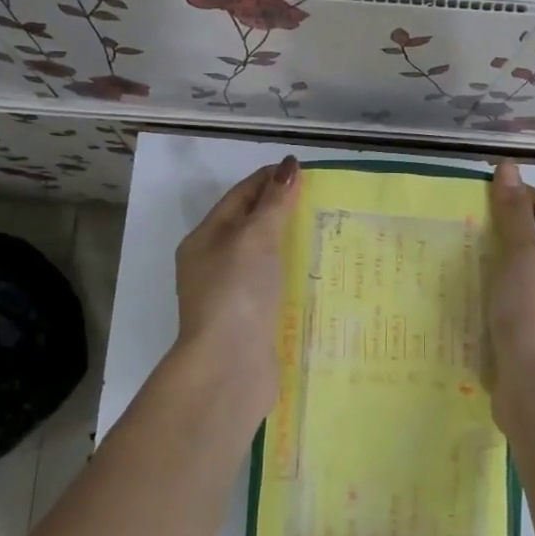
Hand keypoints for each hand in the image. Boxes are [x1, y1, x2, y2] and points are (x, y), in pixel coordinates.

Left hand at [170, 156, 299, 415]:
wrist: (229, 368)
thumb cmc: (237, 293)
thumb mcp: (254, 238)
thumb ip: (273, 203)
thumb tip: (289, 167)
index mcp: (205, 239)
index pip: (239, 196)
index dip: (268, 179)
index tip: (304, 170)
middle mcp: (214, 265)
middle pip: (251, 226)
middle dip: (283, 210)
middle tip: (323, 199)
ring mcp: (232, 296)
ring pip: (265, 258)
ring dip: (292, 243)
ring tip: (329, 232)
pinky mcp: (252, 321)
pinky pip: (275, 286)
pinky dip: (294, 274)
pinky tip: (320, 274)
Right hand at [487, 160, 534, 430]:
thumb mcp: (524, 261)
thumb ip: (514, 216)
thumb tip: (508, 168)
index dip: (525, 195)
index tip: (487, 195)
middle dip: (509, 223)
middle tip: (471, 218)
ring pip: (526, 266)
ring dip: (498, 252)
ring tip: (463, 246)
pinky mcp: (533, 329)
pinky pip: (514, 292)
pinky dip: (494, 281)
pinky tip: (468, 283)